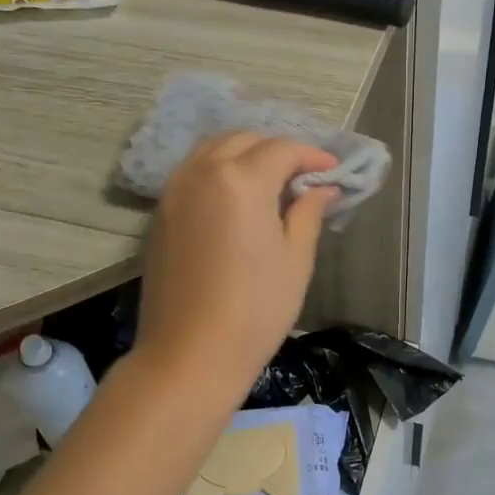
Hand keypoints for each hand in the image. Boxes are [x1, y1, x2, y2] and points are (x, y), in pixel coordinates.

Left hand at [134, 133, 338, 390]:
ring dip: (245, 154)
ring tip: (271, 181)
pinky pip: (193, 172)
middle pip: (244, 140)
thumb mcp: (295, 260)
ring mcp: (174, 191)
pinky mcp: (160, 213)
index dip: (313, 156)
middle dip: (278, 150)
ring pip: (213, 150)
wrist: (189, 354)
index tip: (334, 171)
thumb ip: (308, 213)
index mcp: (241, 180)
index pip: (283, 150)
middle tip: (303, 175)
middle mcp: (202, 173)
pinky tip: (237, 197)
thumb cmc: (255, 309)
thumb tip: (323, 188)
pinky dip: (219, 170)